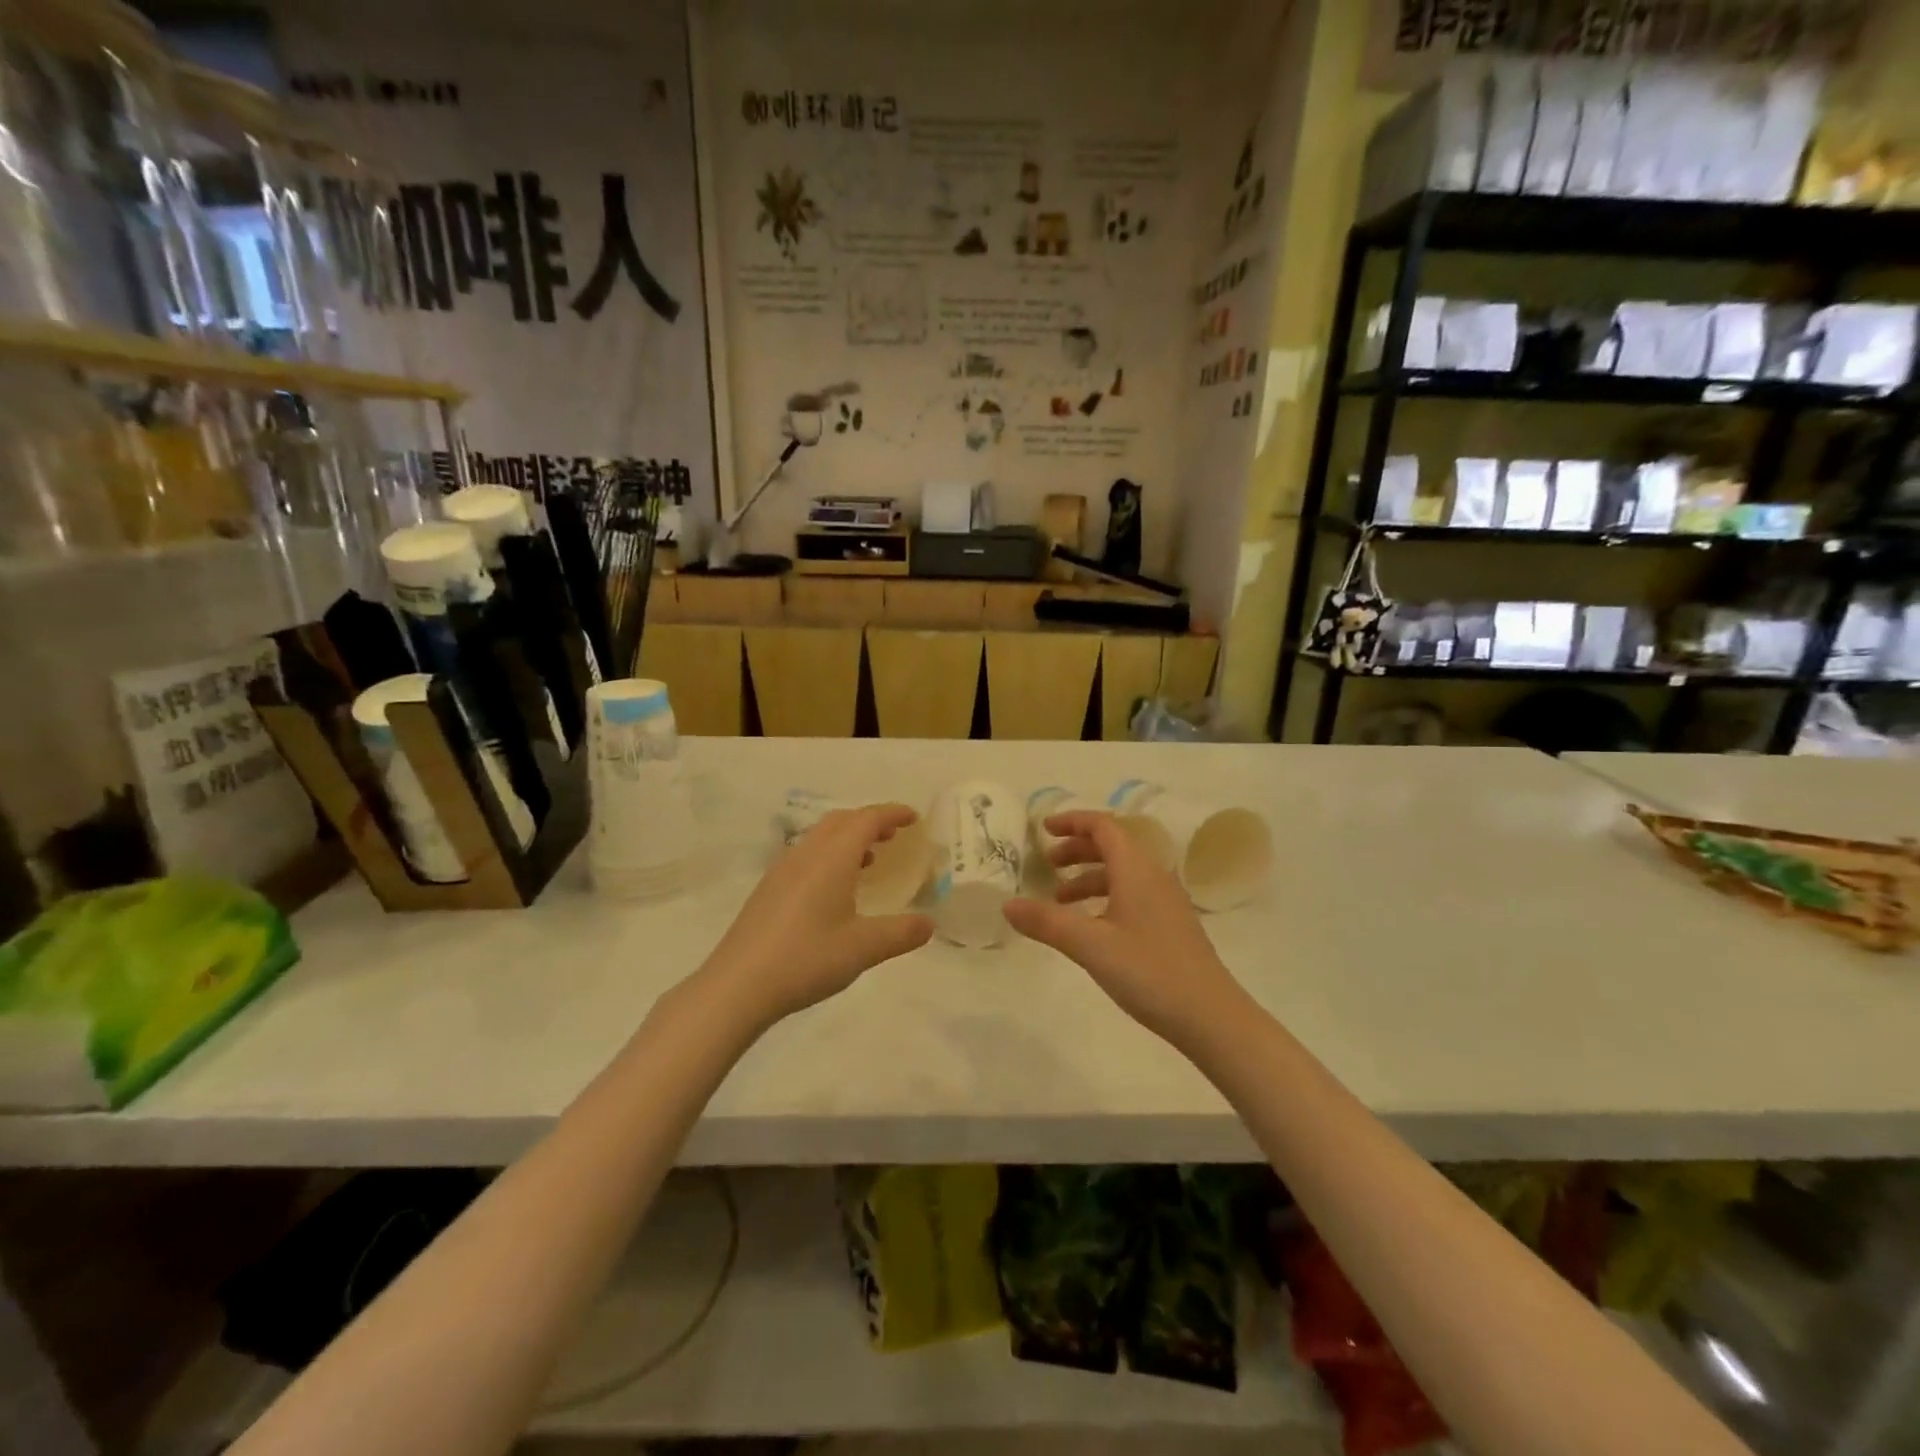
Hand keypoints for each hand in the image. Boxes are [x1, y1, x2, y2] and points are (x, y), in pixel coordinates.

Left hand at [698, 803, 933, 1026]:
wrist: (737, 986)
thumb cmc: (806, 958)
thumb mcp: (863, 948)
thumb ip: (901, 933)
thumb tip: (929, 923)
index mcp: (832, 858)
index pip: (867, 820)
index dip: (892, 814)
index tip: (914, 818)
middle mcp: (806, 854)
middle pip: (841, 821)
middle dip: (870, 821)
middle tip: (894, 835)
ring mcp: (782, 870)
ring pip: (820, 837)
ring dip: (848, 838)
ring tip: (869, 860)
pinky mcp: (768, 890)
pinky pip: (806, 855)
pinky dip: (829, 856)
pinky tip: (834, 889)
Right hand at [1003, 810, 1242, 1046]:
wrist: (1211, 1016)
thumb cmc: (1148, 971)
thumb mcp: (1090, 945)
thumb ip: (1047, 922)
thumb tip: (1007, 904)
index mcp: (1136, 869)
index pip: (1103, 826)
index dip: (1072, 822)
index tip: (1043, 829)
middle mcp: (1154, 876)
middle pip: (1113, 846)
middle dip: (1077, 849)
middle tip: (1048, 864)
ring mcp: (1166, 901)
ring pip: (1122, 873)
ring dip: (1089, 877)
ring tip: (1060, 900)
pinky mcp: (1171, 925)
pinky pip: (1132, 894)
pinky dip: (1105, 897)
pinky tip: (1092, 927)